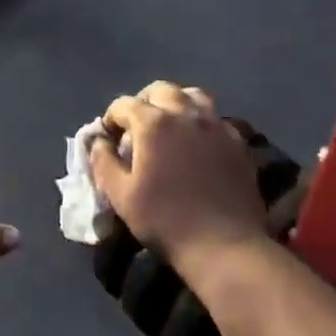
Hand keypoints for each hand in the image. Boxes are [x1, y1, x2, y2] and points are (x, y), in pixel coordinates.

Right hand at [90, 82, 267, 272]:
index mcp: (153, 123)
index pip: (124, 104)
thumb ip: (103, 162)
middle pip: (160, 90)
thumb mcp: (120, 196)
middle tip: (137, 127)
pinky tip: (196, 143)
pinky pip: (215, 118)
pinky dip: (200, 121)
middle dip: (143, 102)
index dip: (111, 118)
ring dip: (175, 103)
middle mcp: (186, 114)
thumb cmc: (165, 221)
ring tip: (169, 126)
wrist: (225, 245)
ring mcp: (216, 125)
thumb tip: (98, 142)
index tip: (109, 138)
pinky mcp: (237, 141)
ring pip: (192, 95)